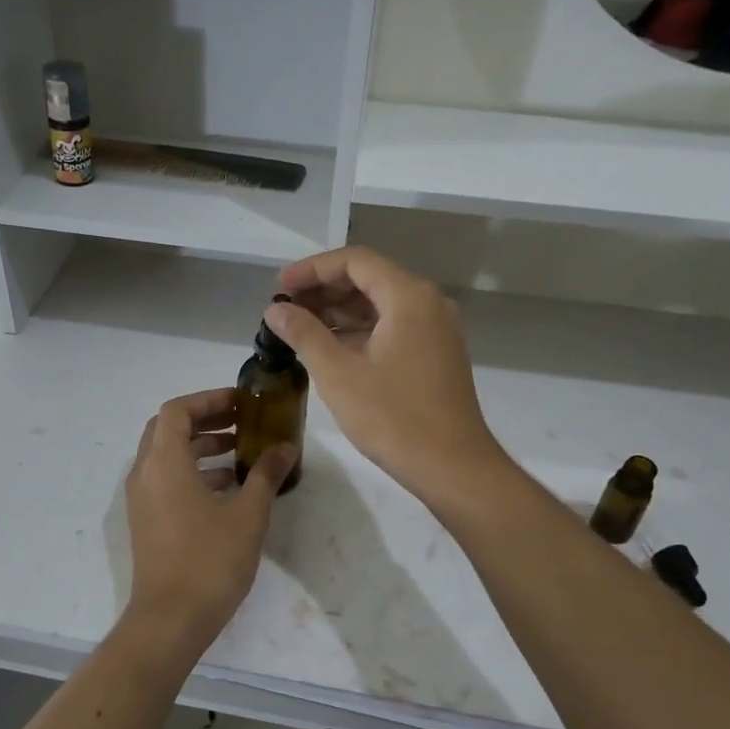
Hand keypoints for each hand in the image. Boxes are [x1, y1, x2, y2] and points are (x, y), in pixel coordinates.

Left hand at [122, 389, 296, 652]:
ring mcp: (141, 499)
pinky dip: (193, 472)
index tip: (241, 404)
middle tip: (242, 423)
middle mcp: (144, 473)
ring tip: (241, 454)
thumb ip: (266, 474)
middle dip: (206, 420)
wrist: (170, 619)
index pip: (177, 410)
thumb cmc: (210, 560)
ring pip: (167, 456)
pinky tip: (228, 489)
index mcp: (164, 462)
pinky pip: (166, 480)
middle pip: (168, 429)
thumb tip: (285, 447)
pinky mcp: (146, 521)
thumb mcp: (248, 514)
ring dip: (201, 447)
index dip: (209, 400)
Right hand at [265, 247, 503, 505]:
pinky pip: (393, 326)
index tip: (279, 289)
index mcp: (408, 297)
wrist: (453, 467)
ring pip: (381, 304)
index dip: (313, 269)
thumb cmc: (393, 418)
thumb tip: (276, 311)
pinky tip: (330, 349)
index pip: (355, 261)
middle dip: (324, 290)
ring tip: (299, 328)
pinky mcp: (436, 353)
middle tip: (285, 309)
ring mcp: (436, 329)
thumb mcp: (338, 374)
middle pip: (370, 278)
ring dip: (340, 312)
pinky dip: (360, 331)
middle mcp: (428, 303)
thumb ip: (304, 334)